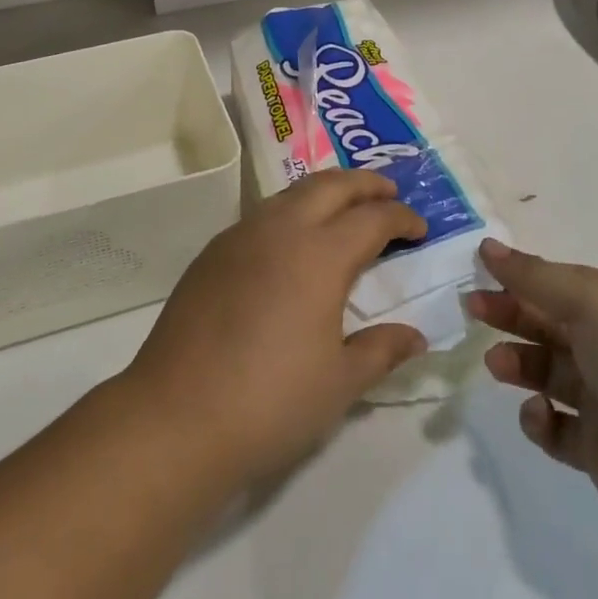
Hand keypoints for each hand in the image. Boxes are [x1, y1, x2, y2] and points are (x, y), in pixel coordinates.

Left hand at [120, 170, 428, 487]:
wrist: (177, 415)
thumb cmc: (270, 401)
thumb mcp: (339, 383)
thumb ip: (381, 350)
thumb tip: (415, 336)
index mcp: (320, 255)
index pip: (372, 218)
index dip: (401, 217)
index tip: (419, 227)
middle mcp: (281, 229)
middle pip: (331, 185)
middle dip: (365, 183)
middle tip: (389, 191)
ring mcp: (241, 235)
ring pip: (292, 192)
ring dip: (325, 191)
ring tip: (344, 208)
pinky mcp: (214, 251)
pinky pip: (263, 213)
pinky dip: (291, 211)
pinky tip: (292, 241)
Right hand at [468, 239, 597, 540]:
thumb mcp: (593, 302)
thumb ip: (536, 277)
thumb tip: (488, 246)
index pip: (565, 284)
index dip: (523, 276)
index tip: (480, 269)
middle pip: (552, 324)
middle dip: (511, 313)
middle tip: (471, 309)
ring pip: (549, 372)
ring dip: (519, 362)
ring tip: (497, 364)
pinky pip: (557, 427)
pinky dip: (540, 419)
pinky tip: (539, 414)